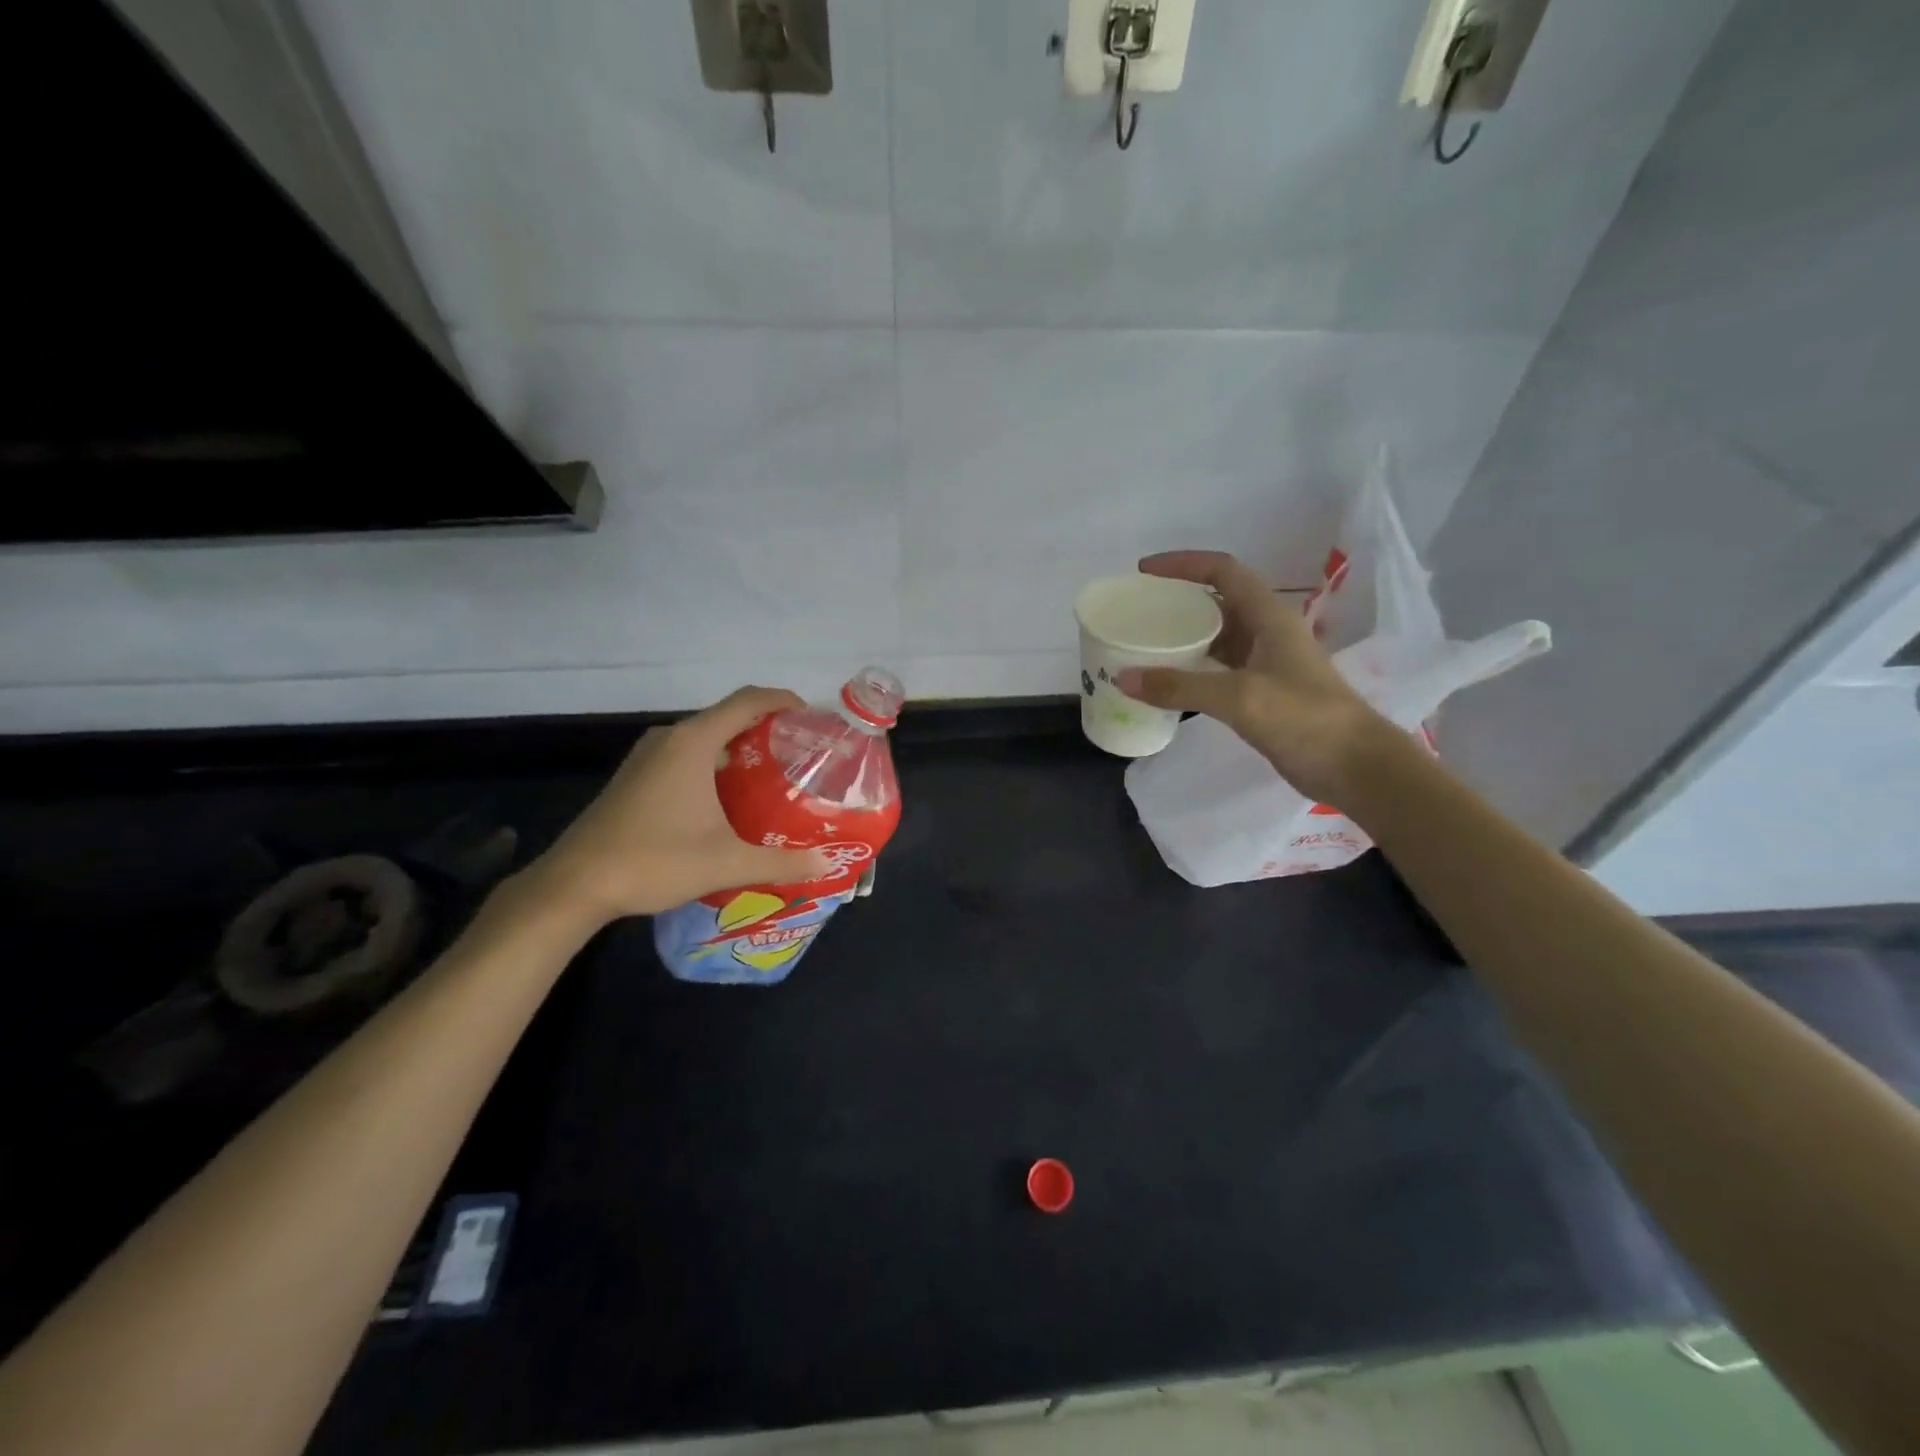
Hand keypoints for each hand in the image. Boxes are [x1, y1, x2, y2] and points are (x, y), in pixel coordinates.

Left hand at [524, 687, 832, 925]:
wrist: (574, 885)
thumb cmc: (654, 861)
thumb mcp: (726, 863)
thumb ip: (781, 862)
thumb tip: (826, 863)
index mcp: (693, 743)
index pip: (747, 701)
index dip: (783, 700)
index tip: (812, 717)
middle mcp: (670, 739)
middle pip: (728, 717)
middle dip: (767, 728)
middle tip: (801, 754)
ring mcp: (647, 757)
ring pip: (705, 738)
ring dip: (740, 748)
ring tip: (774, 775)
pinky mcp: (635, 777)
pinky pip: (686, 755)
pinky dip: (715, 764)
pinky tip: (730, 799)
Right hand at [1117, 550, 1393, 807]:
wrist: (1353, 766)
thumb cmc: (1304, 718)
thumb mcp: (1239, 697)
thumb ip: (1180, 686)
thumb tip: (1123, 678)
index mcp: (1269, 616)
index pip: (1223, 571)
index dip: (1183, 564)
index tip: (1143, 571)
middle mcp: (1267, 632)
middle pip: (1217, 601)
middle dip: (1178, 600)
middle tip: (1138, 611)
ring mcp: (1265, 663)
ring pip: (1217, 636)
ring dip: (1183, 636)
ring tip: (1144, 644)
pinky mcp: (1262, 692)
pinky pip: (1218, 669)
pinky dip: (1191, 669)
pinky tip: (1167, 683)